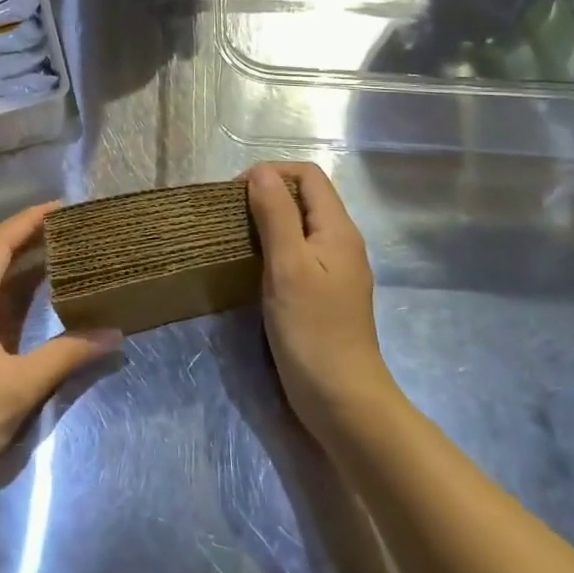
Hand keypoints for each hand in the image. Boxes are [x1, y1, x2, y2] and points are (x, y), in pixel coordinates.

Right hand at [244, 162, 390, 436]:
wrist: (342, 400)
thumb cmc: (313, 331)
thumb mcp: (288, 267)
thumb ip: (275, 215)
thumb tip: (260, 171)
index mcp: (338, 229)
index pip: (308, 175)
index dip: (272, 173)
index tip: (236, 195)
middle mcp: (341, 242)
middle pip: (305, 197)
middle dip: (267, 195)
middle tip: (231, 216)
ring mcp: (334, 269)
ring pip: (300, 225)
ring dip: (268, 221)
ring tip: (236, 237)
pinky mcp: (324, 292)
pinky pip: (298, 252)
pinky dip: (274, 247)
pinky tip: (253, 266)